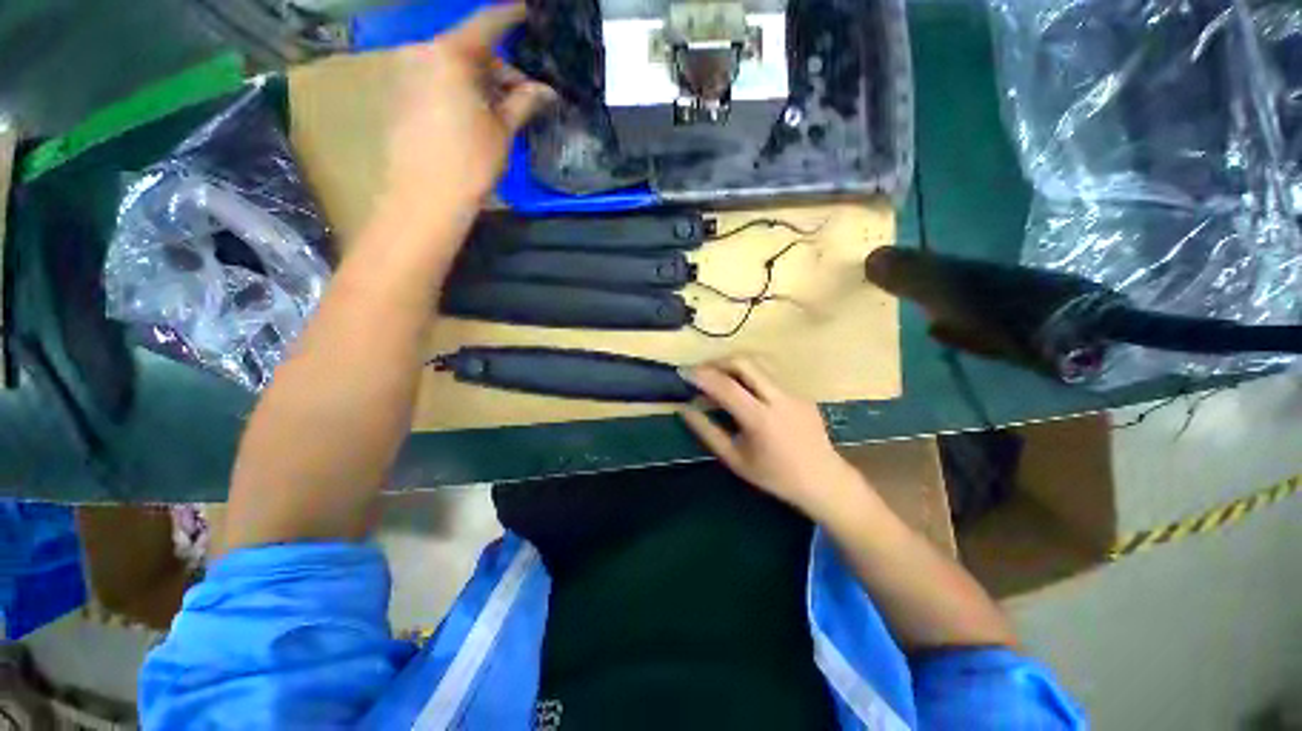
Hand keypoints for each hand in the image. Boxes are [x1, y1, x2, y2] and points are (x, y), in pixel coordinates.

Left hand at [384, 4, 555, 217]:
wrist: (424, 197)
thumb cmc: (470, 162)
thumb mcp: (503, 131)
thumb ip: (524, 102)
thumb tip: (546, 91)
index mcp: (451, 55)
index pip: (488, 24)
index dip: (511, 16)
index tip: (527, 12)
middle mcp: (423, 53)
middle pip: (469, 49)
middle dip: (499, 68)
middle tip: (523, 94)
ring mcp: (407, 73)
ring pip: (453, 66)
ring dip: (480, 81)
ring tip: (501, 110)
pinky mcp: (400, 94)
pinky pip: (436, 79)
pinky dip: (459, 89)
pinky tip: (475, 115)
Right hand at [680, 357, 864, 519]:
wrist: (823, 480)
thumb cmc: (774, 476)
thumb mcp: (734, 459)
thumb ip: (707, 432)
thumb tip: (685, 409)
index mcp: (760, 419)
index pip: (726, 386)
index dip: (701, 375)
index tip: (683, 372)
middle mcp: (778, 398)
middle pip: (744, 362)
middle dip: (717, 361)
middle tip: (701, 371)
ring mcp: (793, 392)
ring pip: (758, 363)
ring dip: (733, 364)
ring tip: (718, 377)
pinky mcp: (800, 391)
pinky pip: (770, 374)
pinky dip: (749, 374)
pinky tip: (743, 390)